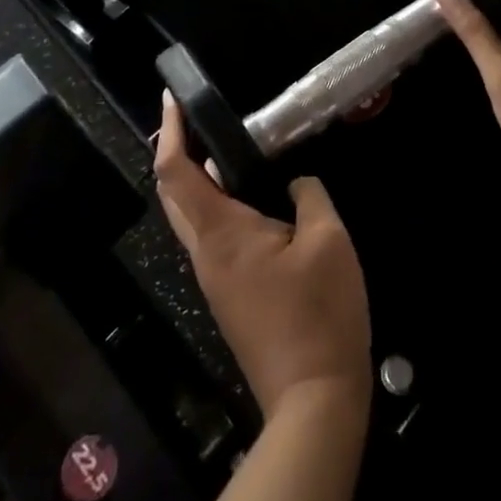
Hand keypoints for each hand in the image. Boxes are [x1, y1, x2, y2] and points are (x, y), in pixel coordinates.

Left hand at [154, 95, 371, 420]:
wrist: (312, 401)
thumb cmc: (319, 314)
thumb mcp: (328, 240)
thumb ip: (309, 197)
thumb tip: (294, 184)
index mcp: (221, 234)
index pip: (177, 173)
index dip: (172, 132)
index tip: (171, 99)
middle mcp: (205, 255)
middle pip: (173, 195)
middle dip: (176, 152)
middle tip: (196, 119)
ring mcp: (214, 281)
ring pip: (190, 219)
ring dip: (196, 181)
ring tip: (225, 151)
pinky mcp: (229, 298)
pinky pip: (211, 239)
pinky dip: (216, 206)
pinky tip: (250, 201)